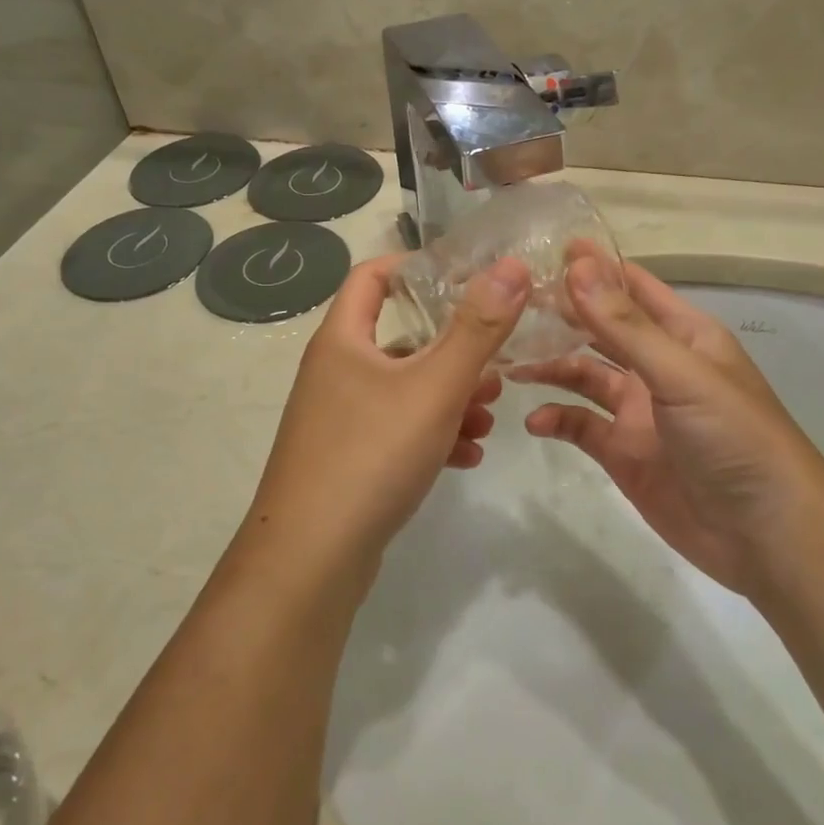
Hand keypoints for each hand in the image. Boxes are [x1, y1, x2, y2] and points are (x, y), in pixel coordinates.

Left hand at [245, 253, 530, 573]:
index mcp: (342, 340)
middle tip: (497, 366)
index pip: (371, 276)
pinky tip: (467, 457)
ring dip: (449, 399)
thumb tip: (512, 265)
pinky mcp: (347, 461)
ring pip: (404, 392)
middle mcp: (335, 373)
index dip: (415, 267)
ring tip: (490, 418)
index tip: (465, 277)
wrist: (310, 559)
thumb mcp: (435, 387)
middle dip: (452, 350)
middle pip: (398, 340)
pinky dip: (432, 435)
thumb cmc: (371, 455)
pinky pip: (397, 433)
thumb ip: (477, 328)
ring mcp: (338, 420)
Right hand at [512, 253, 823, 598]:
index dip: (593, 267)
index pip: (633, 287)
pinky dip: (557, 419)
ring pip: (585, 376)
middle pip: (602, 330)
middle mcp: (659, 367)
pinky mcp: (625, 453)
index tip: (544, 249)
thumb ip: (625, 325)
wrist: (766, 537)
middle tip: (511, 304)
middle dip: (562, 315)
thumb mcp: (680, 374)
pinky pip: (582, 426)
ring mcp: (640, 412)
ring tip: (511, 362)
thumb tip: (577, 266)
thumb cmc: (734, 438)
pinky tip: (535, 422)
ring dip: (552, 366)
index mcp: (684, 336)